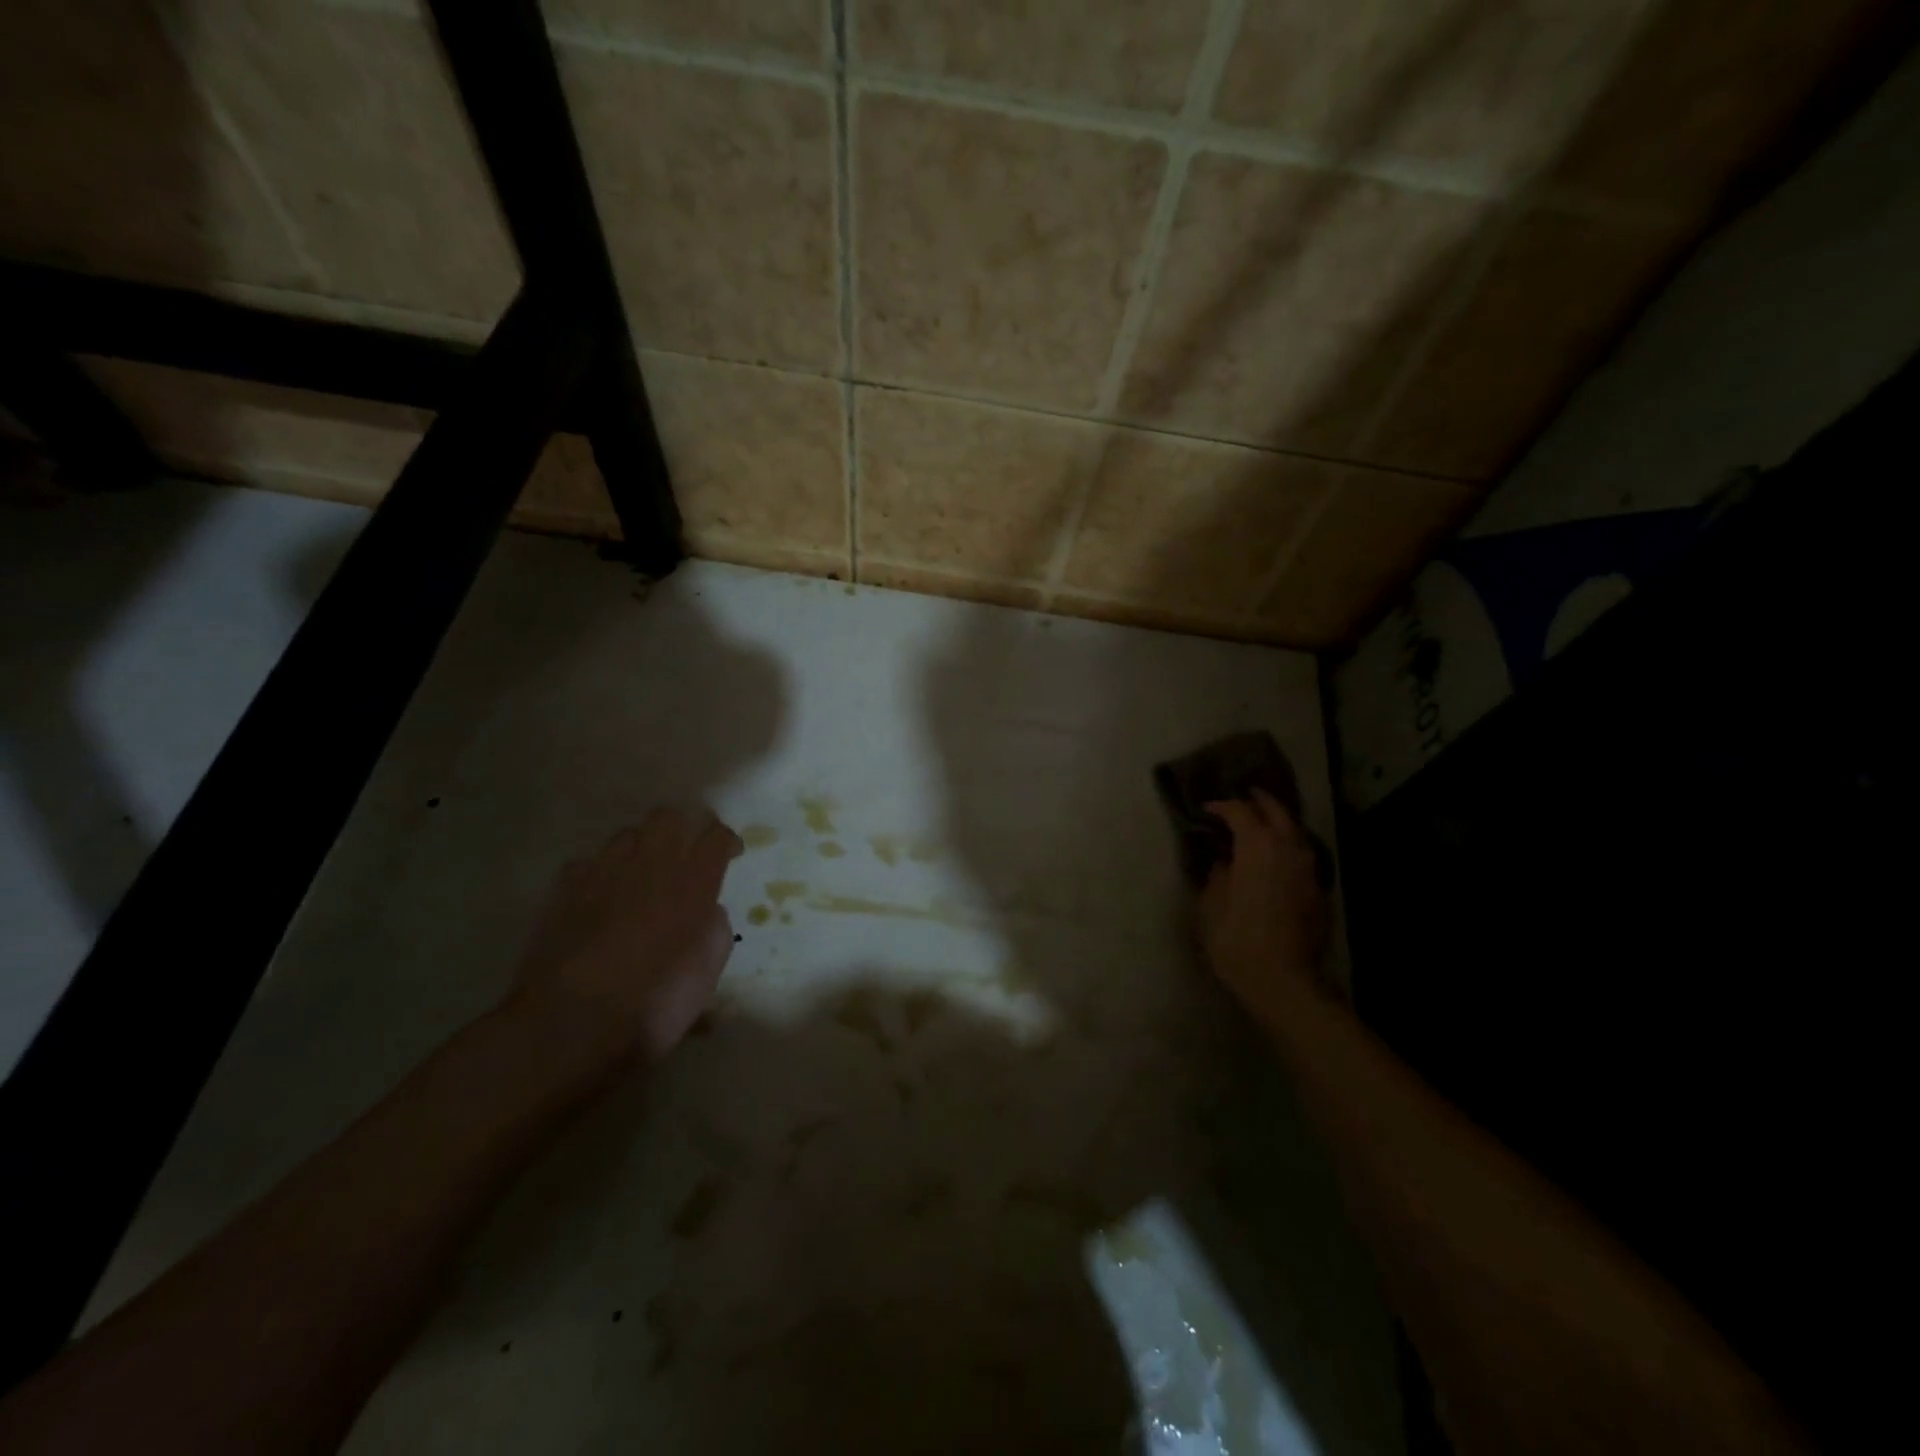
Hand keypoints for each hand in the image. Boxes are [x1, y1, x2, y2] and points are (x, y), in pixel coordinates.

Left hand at [511, 807, 742, 1063]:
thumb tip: (707, 911)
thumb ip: (715, 931)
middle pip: (670, 816)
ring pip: (627, 834)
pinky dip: (599, 874)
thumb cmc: (654, 1005)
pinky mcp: (565, 888)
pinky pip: (587, 863)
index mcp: (693, 884)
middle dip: (683, 827)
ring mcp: (603, 872)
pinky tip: (600, 897)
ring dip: (641, 848)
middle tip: (687, 853)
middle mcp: (651, 865)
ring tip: (641, 875)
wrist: (571, 1024)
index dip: (726, 839)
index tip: (730, 854)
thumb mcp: (707, 975)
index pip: (716, 835)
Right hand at [1200, 790, 1333, 1020]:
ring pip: (1296, 833)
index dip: (1221, 806)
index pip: (1240, 812)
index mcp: (1257, 847)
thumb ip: (1217, 877)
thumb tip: (1225, 863)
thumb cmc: (1237, 941)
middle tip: (1244, 797)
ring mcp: (1309, 870)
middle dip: (1259, 801)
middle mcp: (1288, 849)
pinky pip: (1303, 857)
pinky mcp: (1319, 892)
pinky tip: (1278, 860)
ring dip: (1278, 823)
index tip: (1206, 810)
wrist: (1284, 981)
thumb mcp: (1210, 907)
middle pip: (1276, 812)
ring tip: (1261, 825)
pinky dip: (1289, 849)